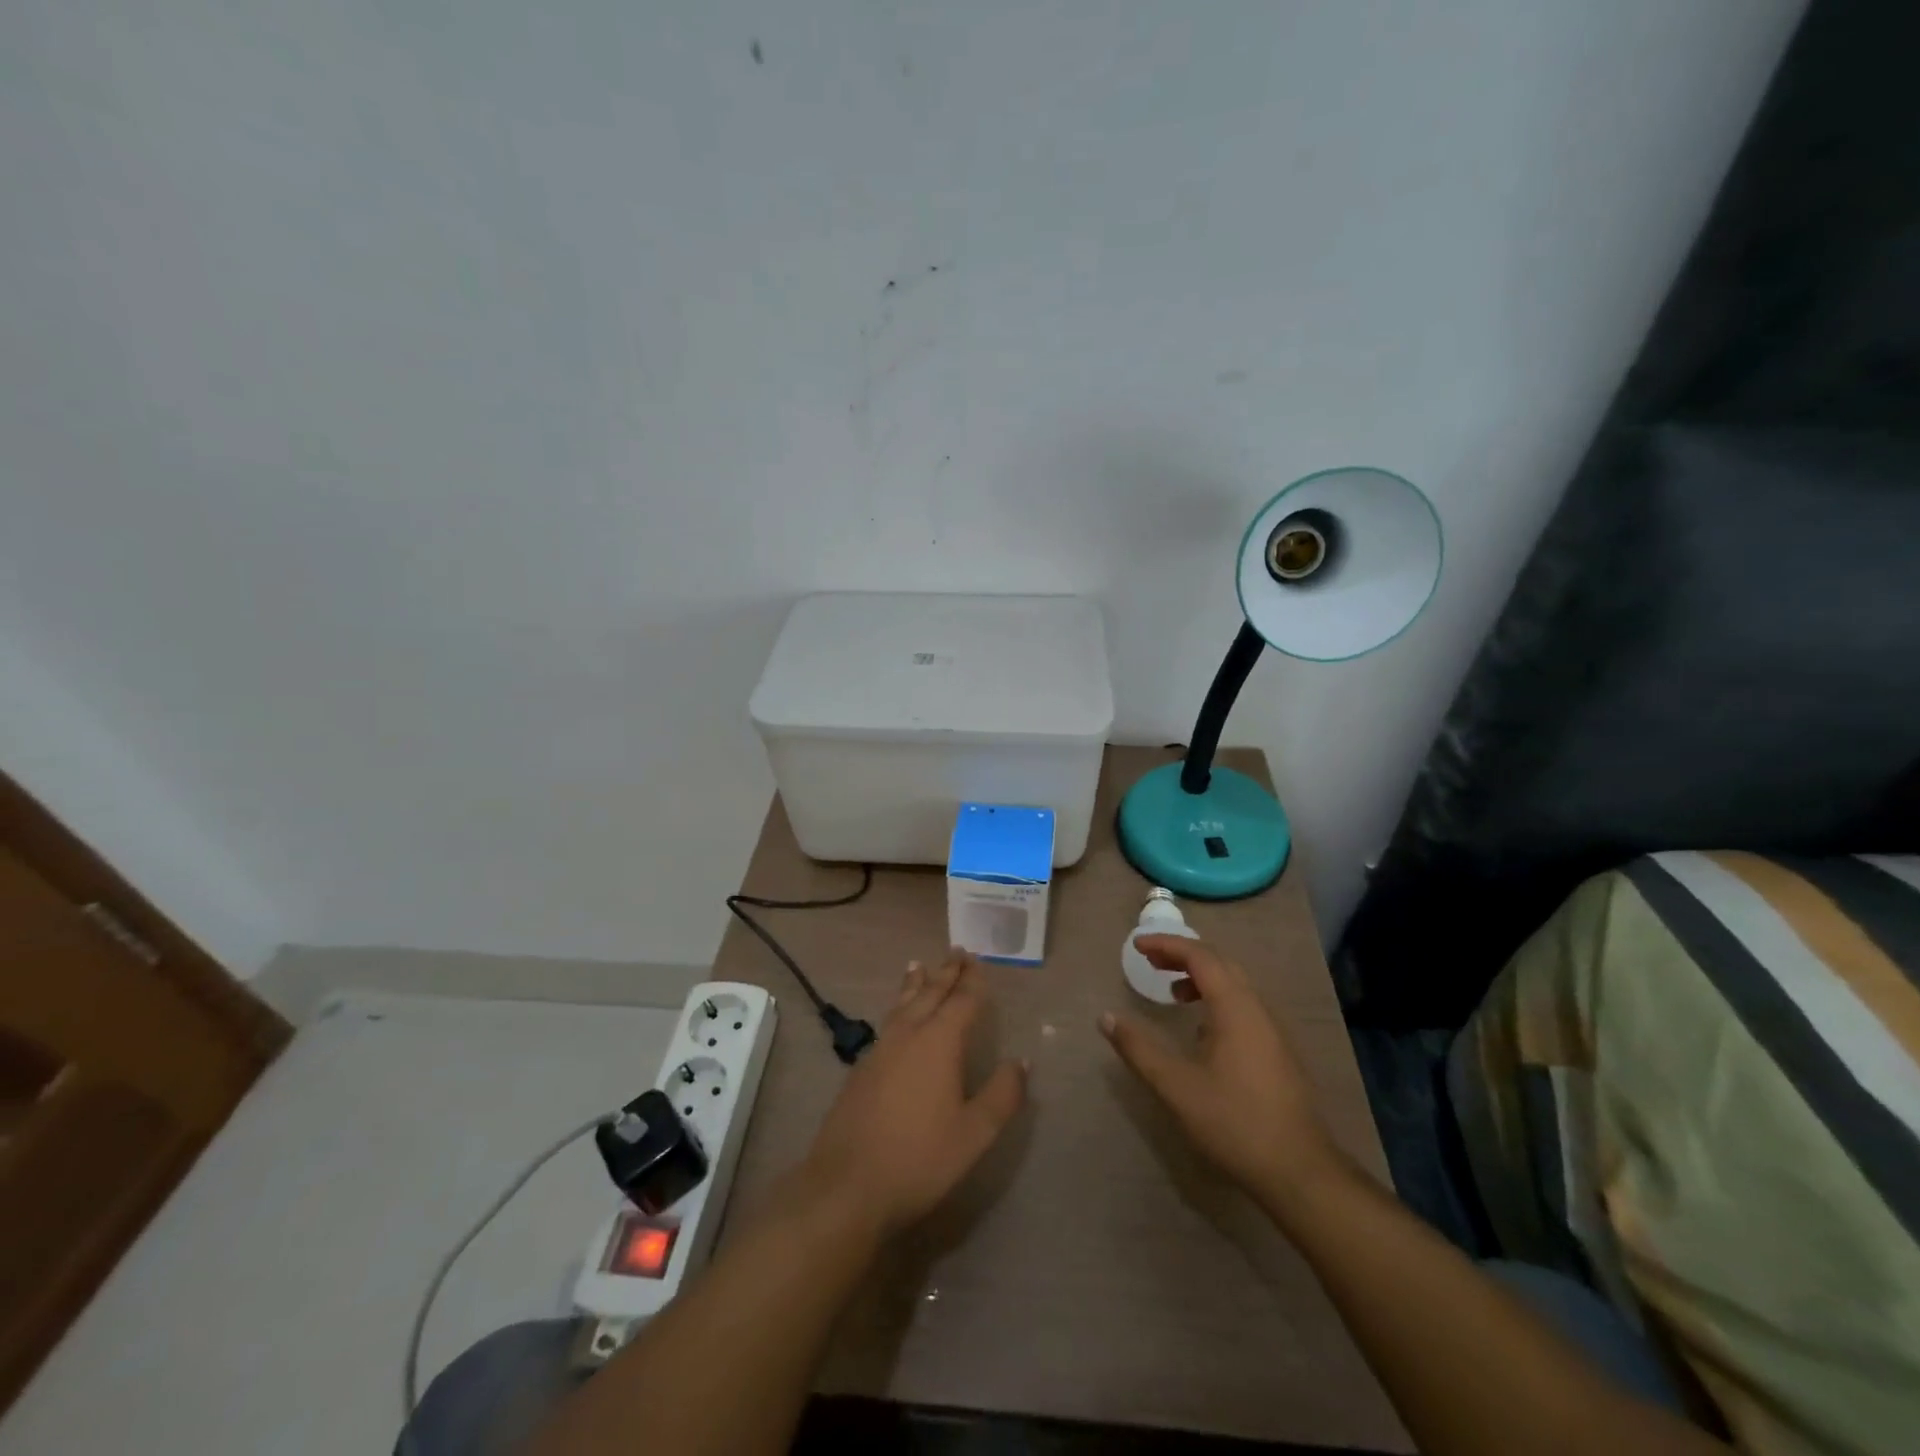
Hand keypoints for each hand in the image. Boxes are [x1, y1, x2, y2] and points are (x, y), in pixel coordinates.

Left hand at [801, 950, 1026, 1235]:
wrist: (847, 1185)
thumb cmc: (920, 1158)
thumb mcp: (974, 1133)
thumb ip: (1002, 1095)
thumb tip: (1021, 1061)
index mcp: (939, 1042)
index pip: (961, 1001)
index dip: (972, 982)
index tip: (978, 961)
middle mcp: (908, 1035)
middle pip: (930, 993)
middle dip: (945, 972)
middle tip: (956, 952)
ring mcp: (880, 1049)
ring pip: (903, 1003)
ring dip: (916, 983)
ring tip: (919, 965)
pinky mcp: (861, 1068)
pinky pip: (887, 1021)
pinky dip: (898, 1005)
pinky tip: (897, 1015)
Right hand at [1101, 935, 1345, 1208]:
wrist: (1300, 1172)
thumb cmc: (1235, 1122)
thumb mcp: (1176, 1086)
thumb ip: (1138, 1049)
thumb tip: (1106, 1017)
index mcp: (1235, 1008)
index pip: (1200, 956)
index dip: (1167, 944)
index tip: (1137, 946)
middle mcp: (1257, 1009)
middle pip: (1219, 963)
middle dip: (1183, 956)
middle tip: (1150, 962)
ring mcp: (1272, 1031)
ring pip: (1234, 986)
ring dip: (1200, 979)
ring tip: (1172, 994)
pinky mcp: (1277, 1052)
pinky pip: (1243, 1006)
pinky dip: (1215, 1000)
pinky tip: (1201, 1032)